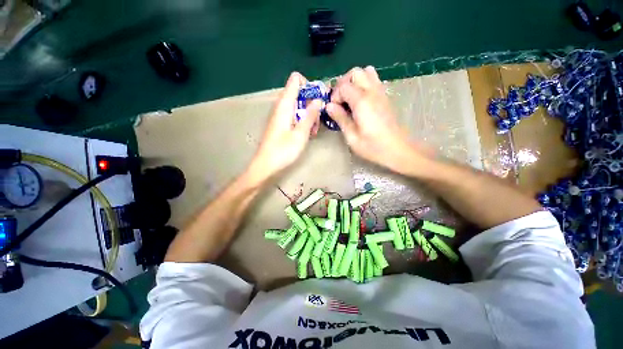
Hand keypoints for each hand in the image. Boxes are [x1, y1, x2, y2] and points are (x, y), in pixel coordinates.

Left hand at [247, 72, 321, 183]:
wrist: (266, 165)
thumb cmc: (283, 150)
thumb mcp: (301, 134)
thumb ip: (310, 115)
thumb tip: (319, 100)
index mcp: (285, 104)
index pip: (296, 79)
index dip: (309, 85)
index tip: (319, 99)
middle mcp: (281, 106)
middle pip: (299, 93)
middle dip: (312, 104)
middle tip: (317, 121)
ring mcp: (280, 115)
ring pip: (298, 106)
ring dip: (309, 115)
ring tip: (313, 131)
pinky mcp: (281, 124)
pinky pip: (294, 115)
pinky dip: (302, 121)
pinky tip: (306, 134)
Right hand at [327, 66, 427, 173]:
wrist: (398, 149)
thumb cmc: (373, 147)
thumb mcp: (352, 137)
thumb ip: (340, 119)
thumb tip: (329, 106)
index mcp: (362, 101)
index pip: (343, 86)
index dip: (335, 96)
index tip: (334, 110)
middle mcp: (372, 91)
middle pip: (355, 72)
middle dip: (343, 83)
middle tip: (340, 101)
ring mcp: (381, 92)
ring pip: (366, 72)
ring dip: (355, 81)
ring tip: (350, 98)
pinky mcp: (386, 97)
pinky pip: (374, 80)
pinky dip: (364, 84)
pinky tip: (361, 101)